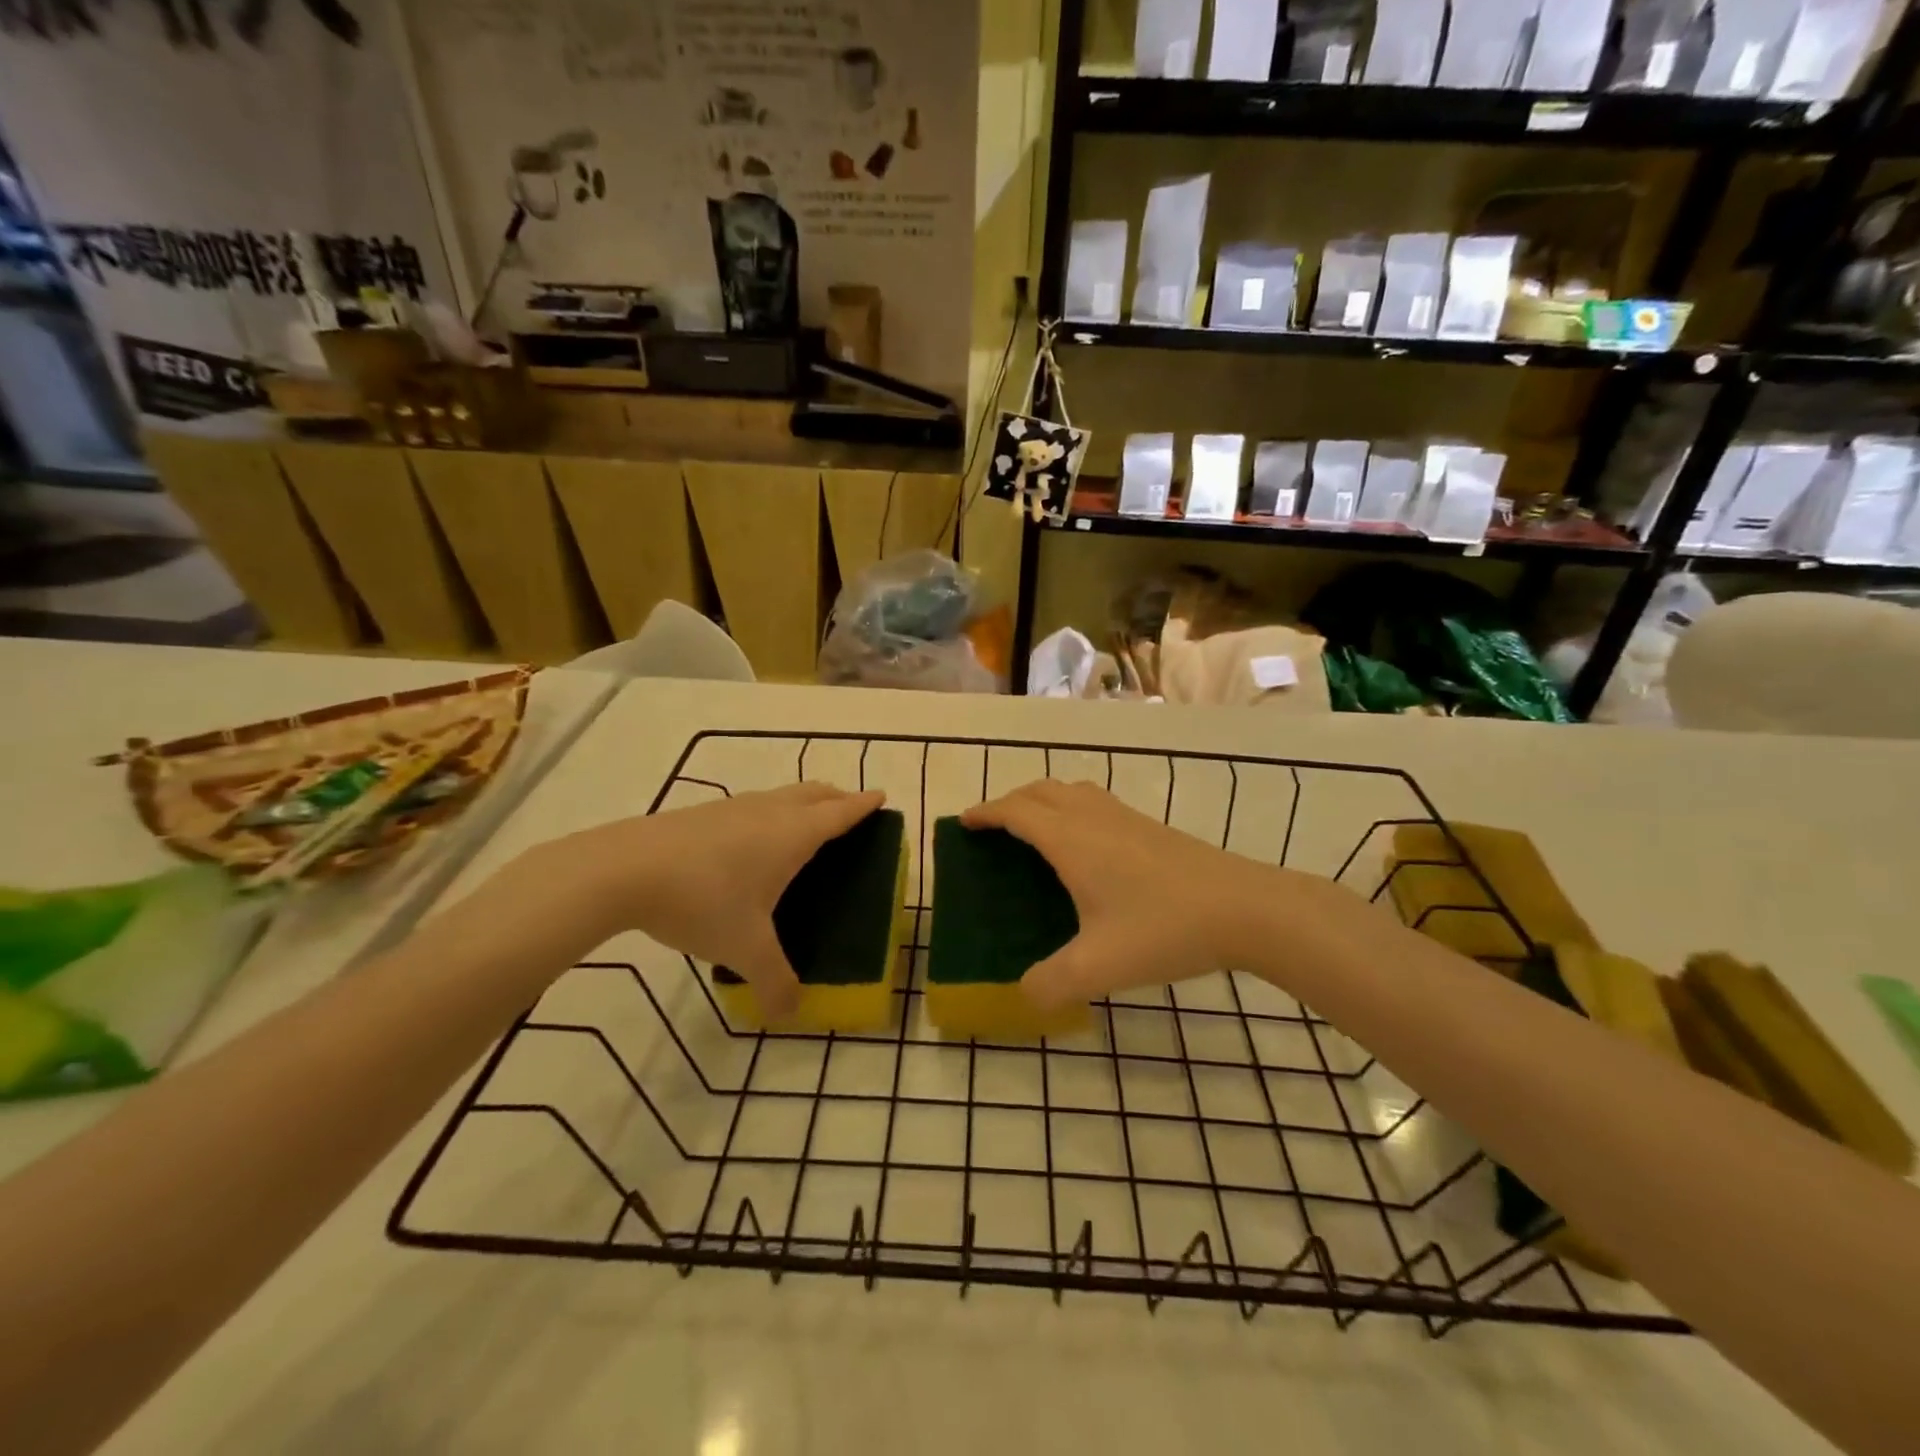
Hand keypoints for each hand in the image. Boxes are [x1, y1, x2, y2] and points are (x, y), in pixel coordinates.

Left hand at [537, 783, 884, 1016]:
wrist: (623, 869)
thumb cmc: (703, 901)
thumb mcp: (744, 949)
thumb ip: (774, 982)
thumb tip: (791, 1014)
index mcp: (793, 835)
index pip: (840, 812)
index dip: (864, 805)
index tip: (882, 796)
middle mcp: (769, 812)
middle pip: (814, 793)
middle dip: (837, 797)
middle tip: (850, 809)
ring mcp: (732, 808)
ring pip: (780, 795)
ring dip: (802, 802)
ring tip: (804, 824)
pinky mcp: (701, 814)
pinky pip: (751, 806)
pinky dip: (768, 813)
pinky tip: (749, 842)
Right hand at [961, 780, 1317, 1010]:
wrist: (1245, 908)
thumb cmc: (1165, 928)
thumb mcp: (1099, 967)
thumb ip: (1051, 984)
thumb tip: (1024, 996)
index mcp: (1071, 840)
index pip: (1016, 811)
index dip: (986, 812)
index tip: (964, 822)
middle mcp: (1094, 818)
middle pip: (1041, 791)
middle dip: (1010, 801)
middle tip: (995, 828)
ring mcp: (1126, 818)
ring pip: (1072, 791)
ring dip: (1044, 801)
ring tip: (1035, 831)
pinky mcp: (1151, 828)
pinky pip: (1097, 803)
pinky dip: (1073, 809)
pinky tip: (1088, 846)